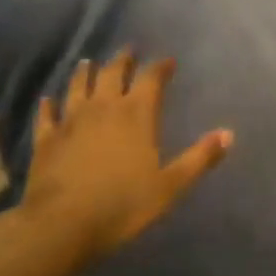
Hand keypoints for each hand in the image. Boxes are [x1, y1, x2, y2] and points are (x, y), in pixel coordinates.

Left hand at [24, 52, 232, 262]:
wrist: (62, 225)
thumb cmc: (123, 204)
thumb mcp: (170, 185)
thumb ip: (199, 158)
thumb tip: (229, 134)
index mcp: (137, 114)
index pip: (152, 79)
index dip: (161, 67)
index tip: (168, 61)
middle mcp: (104, 107)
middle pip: (113, 73)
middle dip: (123, 60)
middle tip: (129, 50)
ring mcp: (71, 120)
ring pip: (79, 86)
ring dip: (86, 72)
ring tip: (89, 62)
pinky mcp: (46, 139)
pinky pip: (47, 115)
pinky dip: (49, 105)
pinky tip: (48, 99)